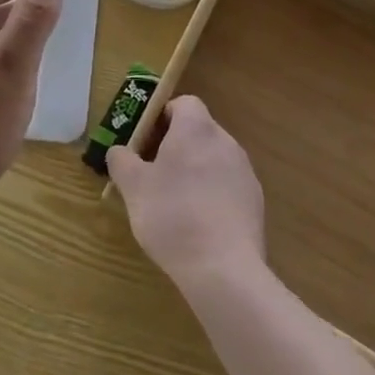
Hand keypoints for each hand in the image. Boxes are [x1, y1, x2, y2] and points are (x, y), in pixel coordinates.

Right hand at [107, 96, 265, 289]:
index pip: (183, 103)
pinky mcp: (255, 202)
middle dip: (175, 146)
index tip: (146, 143)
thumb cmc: (173, 216)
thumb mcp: (133, 187)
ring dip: (195, 171)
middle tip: (154, 174)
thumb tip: (118, 151)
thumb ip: (121, 160)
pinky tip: (199, 225)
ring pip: (213, 159)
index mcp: (196, 128)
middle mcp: (225, 141)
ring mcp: (244, 172)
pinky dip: (212, 196)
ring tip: (174, 204)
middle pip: (198, 131)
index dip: (162, 118)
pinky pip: (228, 186)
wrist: (224, 271)